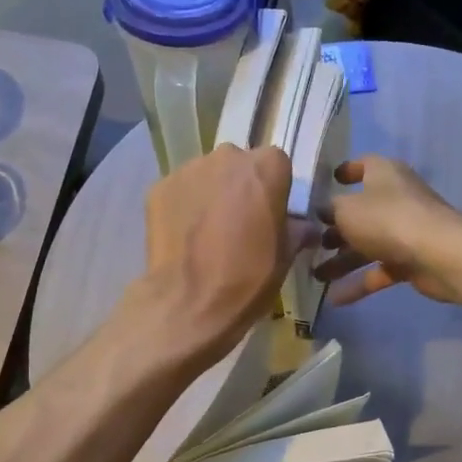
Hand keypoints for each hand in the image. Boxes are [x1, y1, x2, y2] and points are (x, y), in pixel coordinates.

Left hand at [138, 144, 316, 363]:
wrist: (189, 304)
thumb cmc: (248, 279)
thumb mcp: (285, 257)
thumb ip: (295, 230)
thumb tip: (303, 227)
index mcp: (266, 168)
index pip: (276, 165)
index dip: (274, 190)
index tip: (271, 214)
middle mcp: (227, 158)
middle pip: (239, 165)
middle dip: (241, 187)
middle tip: (240, 223)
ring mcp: (189, 169)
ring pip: (207, 176)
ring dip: (212, 195)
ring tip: (209, 233)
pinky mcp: (159, 187)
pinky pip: (181, 191)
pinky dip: (185, 207)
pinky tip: (185, 237)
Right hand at [318, 156, 461, 306]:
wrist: (439, 254)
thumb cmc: (387, 219)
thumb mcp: (346, 210)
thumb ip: (331, 210)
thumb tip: (325, 212)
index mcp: (384, 174)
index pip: (364, 165)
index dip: (347, 171)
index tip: (330, 181)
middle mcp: (396, 198)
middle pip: (362, 212)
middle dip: (336, 229)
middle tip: (313, 244)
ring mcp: (406, 231)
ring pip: (368, 244)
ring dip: (342, 261)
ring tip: (317, 277)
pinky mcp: (412, 260)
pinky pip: (380, 270)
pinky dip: (359, 282)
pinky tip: (334, 298)